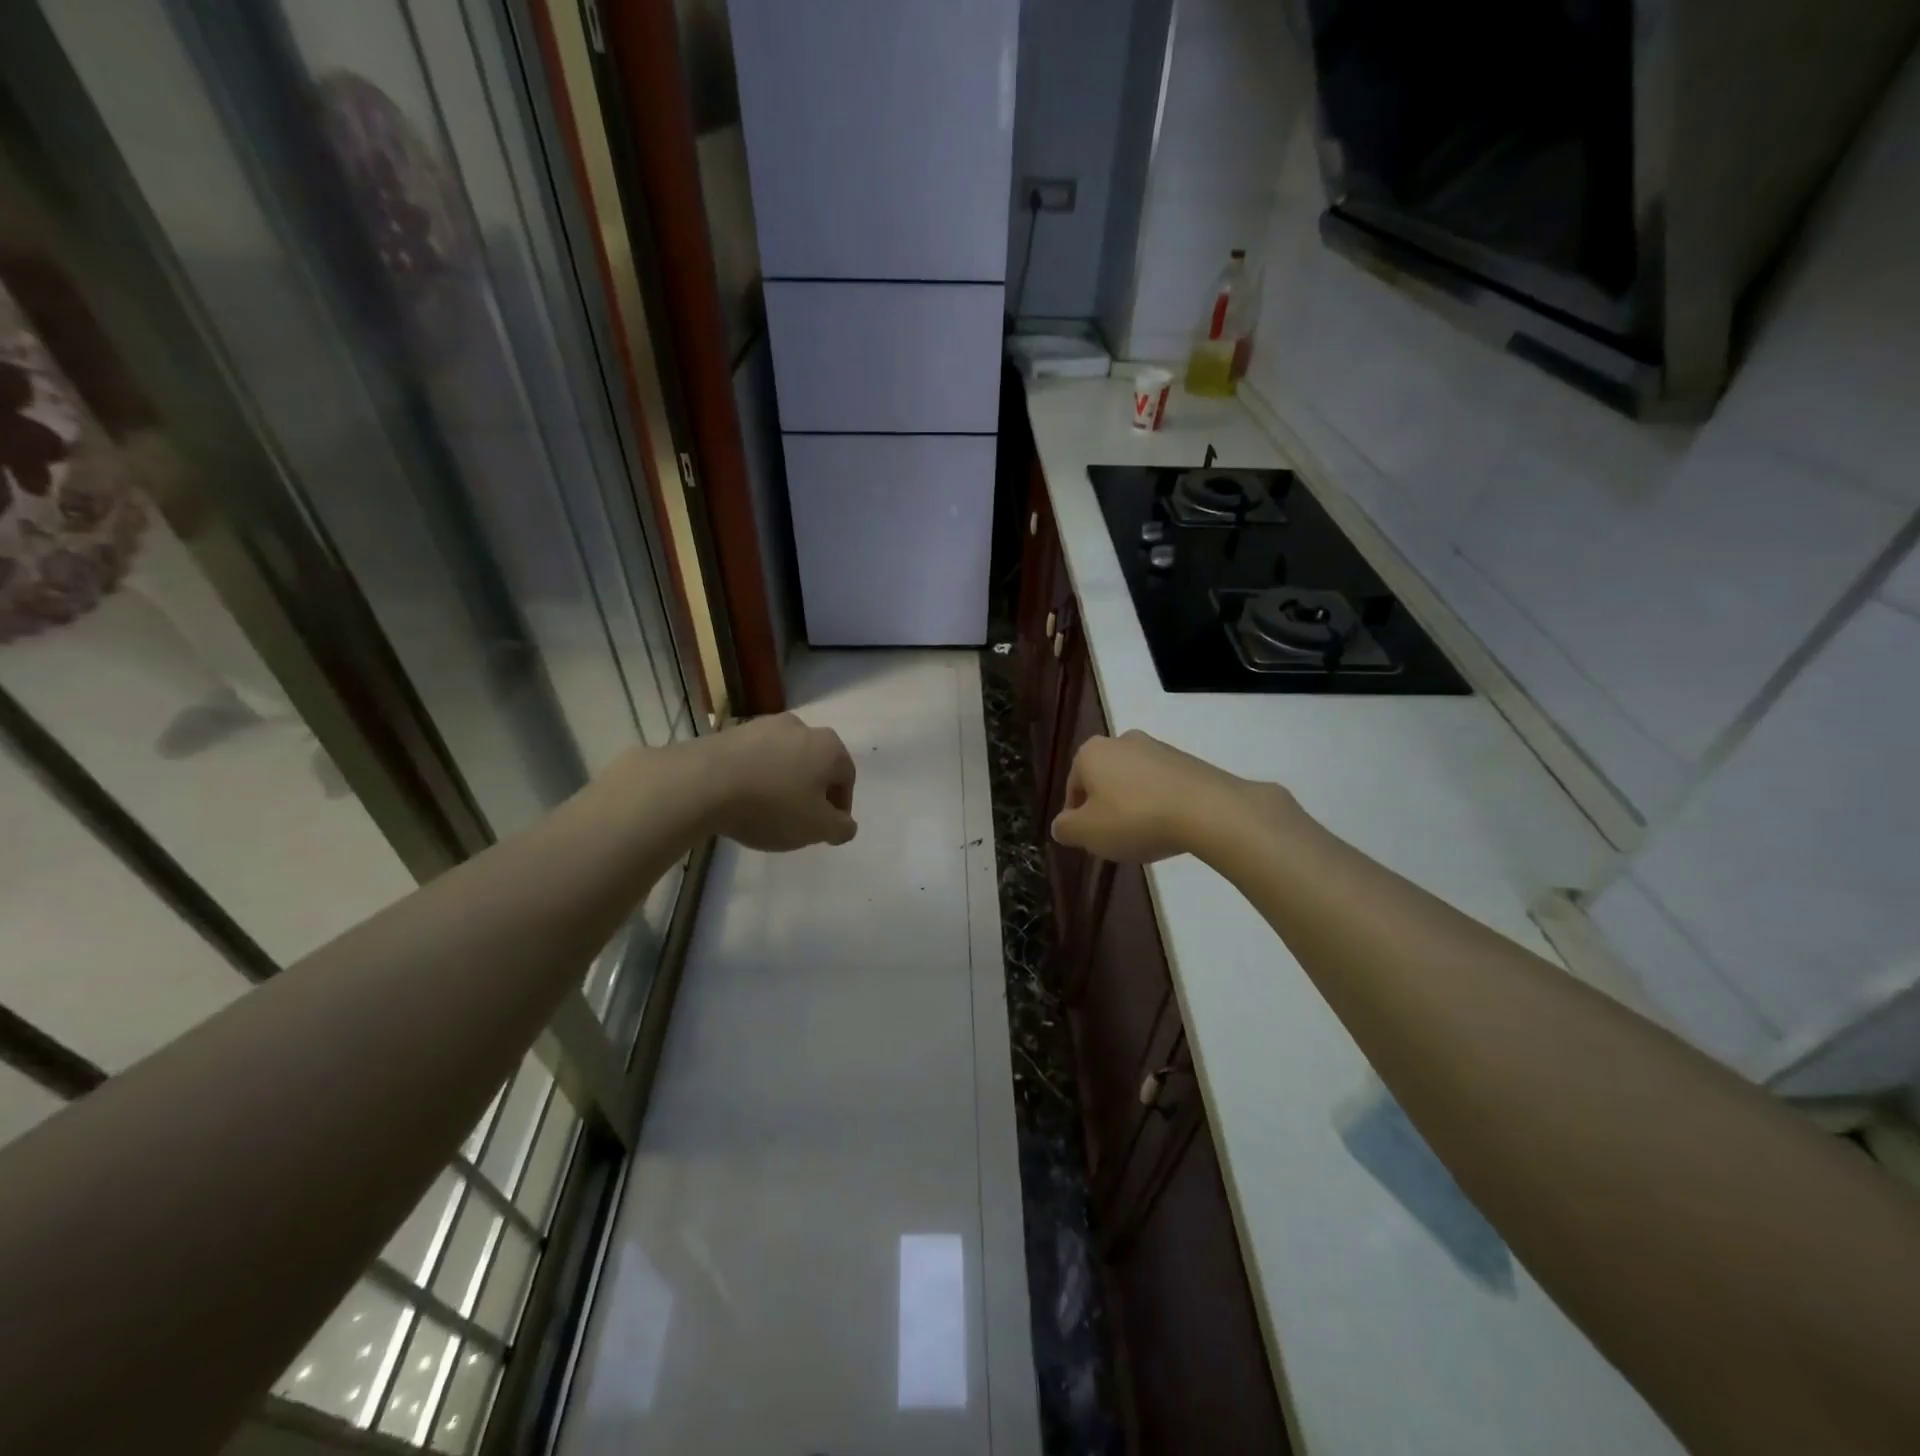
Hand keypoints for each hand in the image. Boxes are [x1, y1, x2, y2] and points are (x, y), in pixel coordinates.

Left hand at [700, 713, 857, 850]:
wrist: (702, 783)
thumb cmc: (771, 805)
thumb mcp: (816, 828)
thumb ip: (840, 828)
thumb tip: (846, 824)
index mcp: (829, 747)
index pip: (847, 777)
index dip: (840, 807)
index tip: (825, 829)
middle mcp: (801, 727)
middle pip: (815, 764)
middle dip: (811, 791)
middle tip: (798, 819)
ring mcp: (764, 725)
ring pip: (784, 758)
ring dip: (782, 781)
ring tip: (766, 810)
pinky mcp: (732, 731)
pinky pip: (755, 757)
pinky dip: (756, 775)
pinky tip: (742, 797)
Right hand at [1051, 730, 1270, 862]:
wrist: (1207, 810)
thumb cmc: (1134, 819)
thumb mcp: (1087, 833)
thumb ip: (1065, 829)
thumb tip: (1061, 825)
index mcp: (1091, 753)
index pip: (1073, 788)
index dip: (1077, 817)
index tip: (1090, 840)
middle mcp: (1121, 741)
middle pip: (1104, 780)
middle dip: (1106, 807)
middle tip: (1115, 838)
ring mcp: (1157, 747)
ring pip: (1133, 781)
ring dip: (1133, 805)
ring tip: (1146, 835)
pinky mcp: (1187, 760)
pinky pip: (1162, 784)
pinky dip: (1160, 803)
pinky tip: (1169, 826)